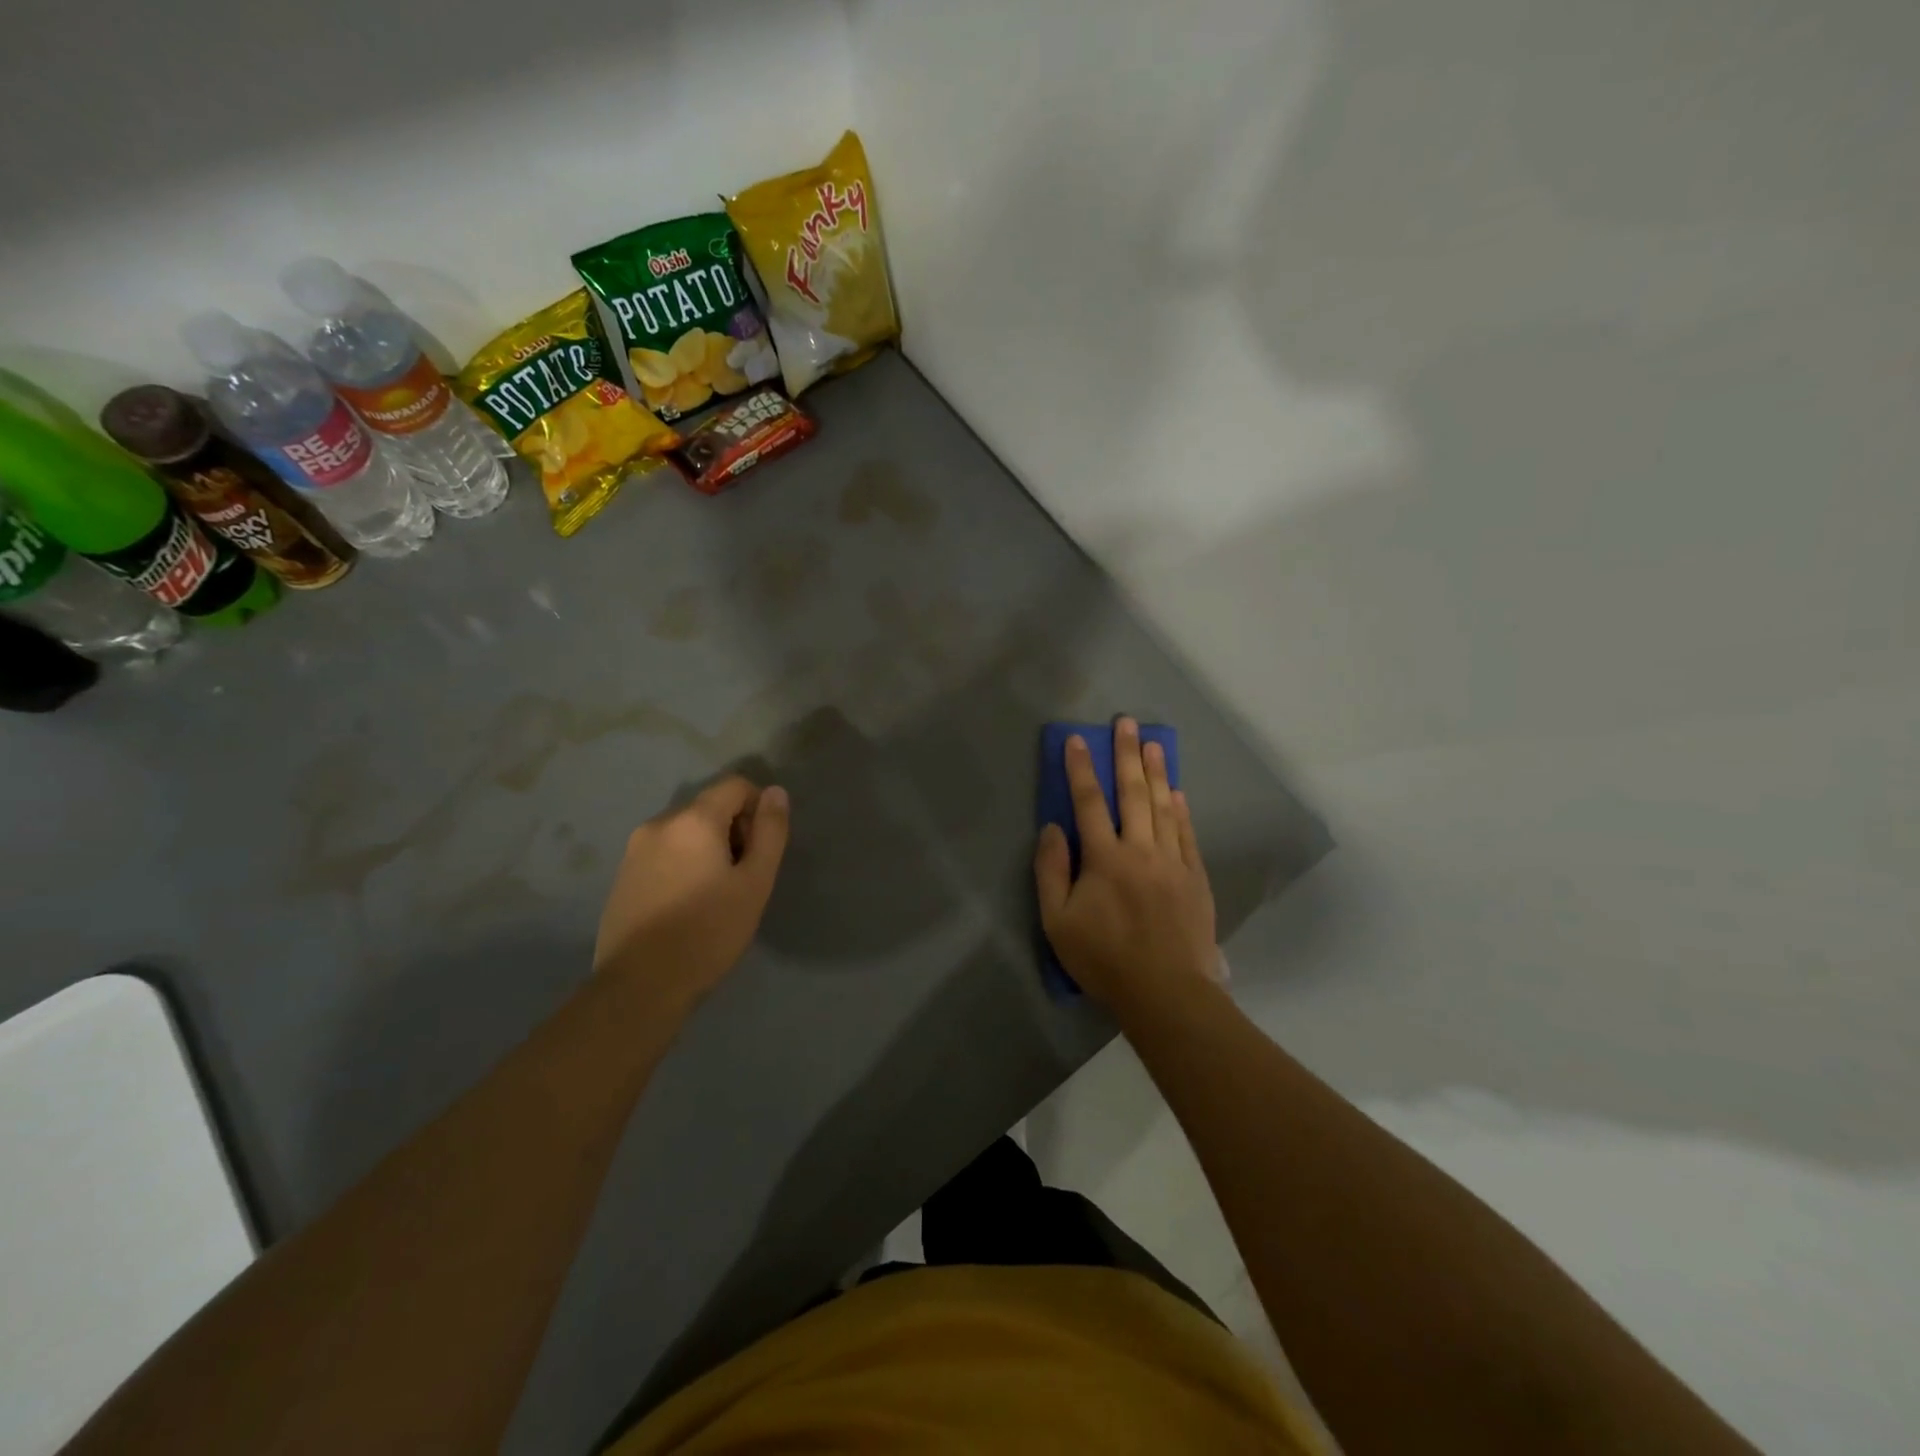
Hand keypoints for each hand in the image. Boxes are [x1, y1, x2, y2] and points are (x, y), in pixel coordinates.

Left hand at [593, 776, 789, 1011]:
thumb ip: (770, 832)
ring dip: (708, 848)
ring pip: (686, 831)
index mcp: (693, 820)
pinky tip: (687, 904)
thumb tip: (775, 792)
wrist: (640, 986)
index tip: (761, 849)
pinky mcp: (622, 874)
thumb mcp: (755, 883)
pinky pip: (664, 852)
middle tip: (743, 877)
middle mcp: (659, 823)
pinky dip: (684, 863)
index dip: (758, 808)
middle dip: (734, 830)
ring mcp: (635, 849)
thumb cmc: (708, 932)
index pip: (735, 785)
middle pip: (709, 807)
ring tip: (716, 894)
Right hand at [1033, 718, 1218, 1015]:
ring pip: (1164, 807)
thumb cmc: (1104, 959)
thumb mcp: (1058, 922)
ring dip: (1157, 773)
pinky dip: (1181, 811)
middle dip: (1126, 755)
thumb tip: (1052, 828)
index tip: (1077, 740)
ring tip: (1153, 744)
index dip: (1080, 770)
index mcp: (1105, 859)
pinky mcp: (1195, 878)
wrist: (1166, 992)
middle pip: (1133, 794)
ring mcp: (1173, 862)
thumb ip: (1051, 872)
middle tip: (1126, 722)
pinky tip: (1177, 793)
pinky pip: (1187, 835)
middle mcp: (1141, 850)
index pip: (1088, 803)